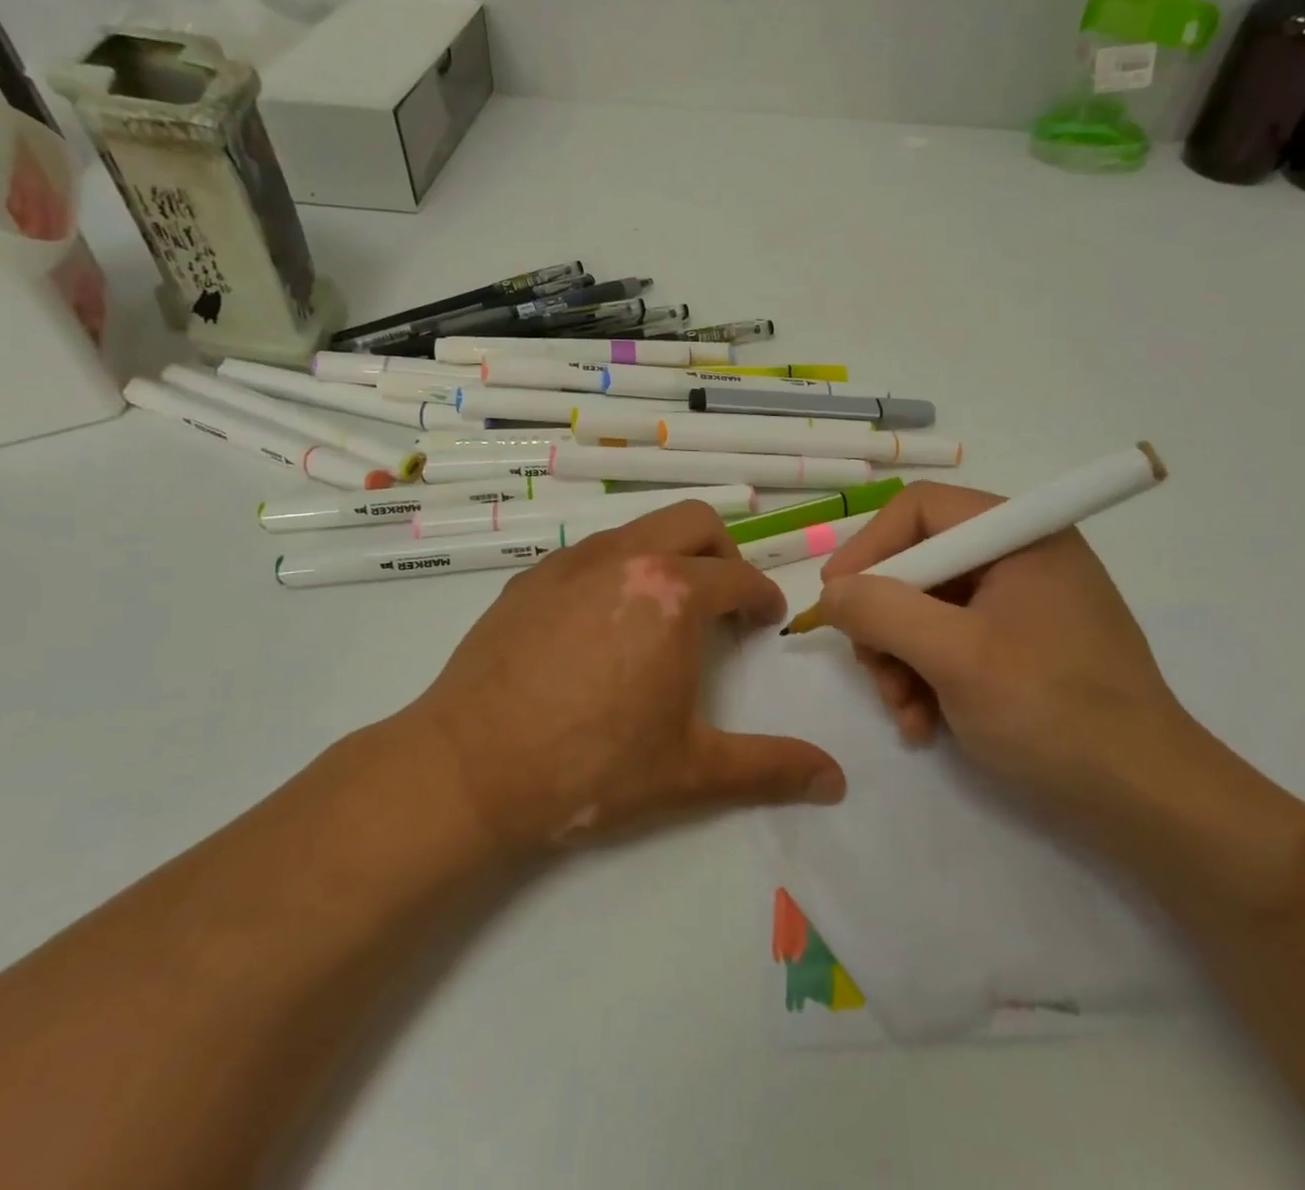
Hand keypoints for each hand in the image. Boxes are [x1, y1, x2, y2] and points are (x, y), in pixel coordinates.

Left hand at [411, 502, 845, 854]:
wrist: (468, 769)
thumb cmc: (590, 768)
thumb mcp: (690, 773)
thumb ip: (771, 768)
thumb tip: (836, 781)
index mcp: (673, 595)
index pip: (740, 578)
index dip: (764, 599)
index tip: (765, 622)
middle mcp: (626, 558)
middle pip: (695, 522)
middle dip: (724, 555)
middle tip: (723, 603)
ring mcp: (572, 561)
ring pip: (640, 528)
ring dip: (669, 556)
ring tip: (665, 611)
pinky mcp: (530, 577)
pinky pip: (593, 551)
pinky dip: (619, 568)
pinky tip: (603, 622)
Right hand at [817, 481, 1192, 821]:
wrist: (1149, 803)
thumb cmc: (1053, 711)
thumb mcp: (956, 656)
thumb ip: (882, 611)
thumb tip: (832, 591)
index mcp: (1020, 535)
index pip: (920, 510)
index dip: (869, 549)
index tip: (835, 600)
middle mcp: (1022, 557)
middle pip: (919, 564)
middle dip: (885, 621)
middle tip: (872, 671)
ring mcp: (1024, 604)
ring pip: (927, 609)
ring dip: (900, 660)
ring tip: (902, 711)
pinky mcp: (1024, 646)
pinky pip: (953, 642)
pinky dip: (928, 678)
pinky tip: (923, 723)